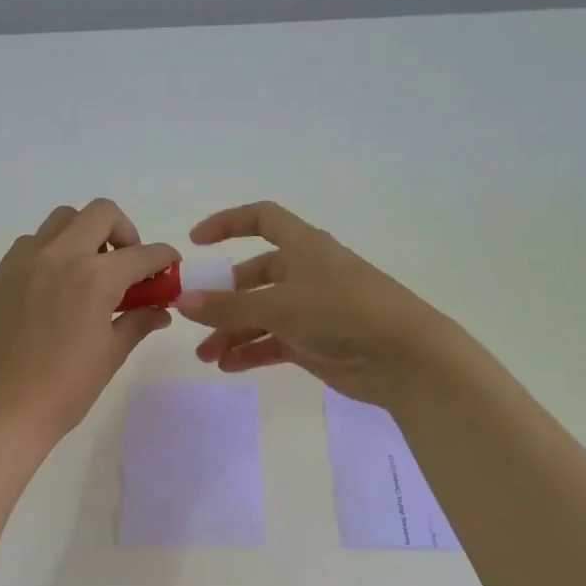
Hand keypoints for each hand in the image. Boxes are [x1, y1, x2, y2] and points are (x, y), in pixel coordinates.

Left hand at [0, 200, 177, 451]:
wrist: (3, 411)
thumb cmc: (66, 389)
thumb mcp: (112, 354)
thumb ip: (139, 321)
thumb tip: (160, 309)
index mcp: (94, 278)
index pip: (142, 253)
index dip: (164, 258)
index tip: (169, 267)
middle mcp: (59, 256)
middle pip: (100, 214)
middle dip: (124, 232)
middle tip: (126, 265)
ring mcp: (24, 261)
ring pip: (62, 222)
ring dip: (84, 236)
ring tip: (88, 274)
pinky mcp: (1, 274)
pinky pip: (31, 244)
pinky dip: (51, 252)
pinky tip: (54, 288)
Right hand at [182, 201, 470, 408]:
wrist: (402, 357)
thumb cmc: (342, 312)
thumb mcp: (279, 305)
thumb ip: (228, 306)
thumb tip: (182, 302)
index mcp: (304, 247)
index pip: (263, 219)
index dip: (228, 224)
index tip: (195, 242)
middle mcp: (306, 273)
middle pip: (254, 277)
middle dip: (222, 298)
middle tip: (193, 319)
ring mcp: (312, 310)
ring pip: (261, 314)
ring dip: (232, 332)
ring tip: (206, 356)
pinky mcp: (316, 342)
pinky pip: (273, 342)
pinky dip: (251, 352)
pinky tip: (228, 366)